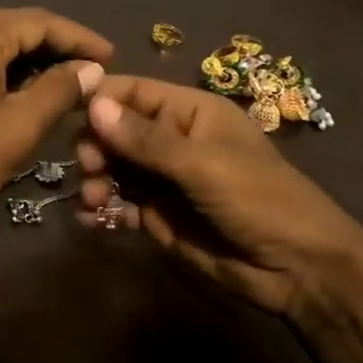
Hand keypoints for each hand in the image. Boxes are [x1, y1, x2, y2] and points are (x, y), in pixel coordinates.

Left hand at [0, 8, 111, 252]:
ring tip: (64, 88)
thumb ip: (60, 90)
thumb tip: (91, 69)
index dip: (80, 39)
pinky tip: (19, 96)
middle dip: (54, 51)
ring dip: (26, 66)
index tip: (113, 57)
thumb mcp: (18, 127)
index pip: (38, 22)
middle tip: (91, 76)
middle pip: (10, 30)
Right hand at [75, 76, 362, 316]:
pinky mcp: (158, 215)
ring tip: (92, 201)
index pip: (135, 92)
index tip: (65, 113)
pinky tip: (89, 219)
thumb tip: (93, 106)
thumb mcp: (202, 165)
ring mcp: (164, 179)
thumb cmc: (259, 201)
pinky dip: (101, 209)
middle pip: (116, 131)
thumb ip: (145, 139)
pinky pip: (119, 203)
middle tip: (89, 169)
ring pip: (113, 168)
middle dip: (95, 146)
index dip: (101, 98)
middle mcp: (173, 140)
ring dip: (94, 180)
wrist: (297, 270)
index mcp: (191, 113)